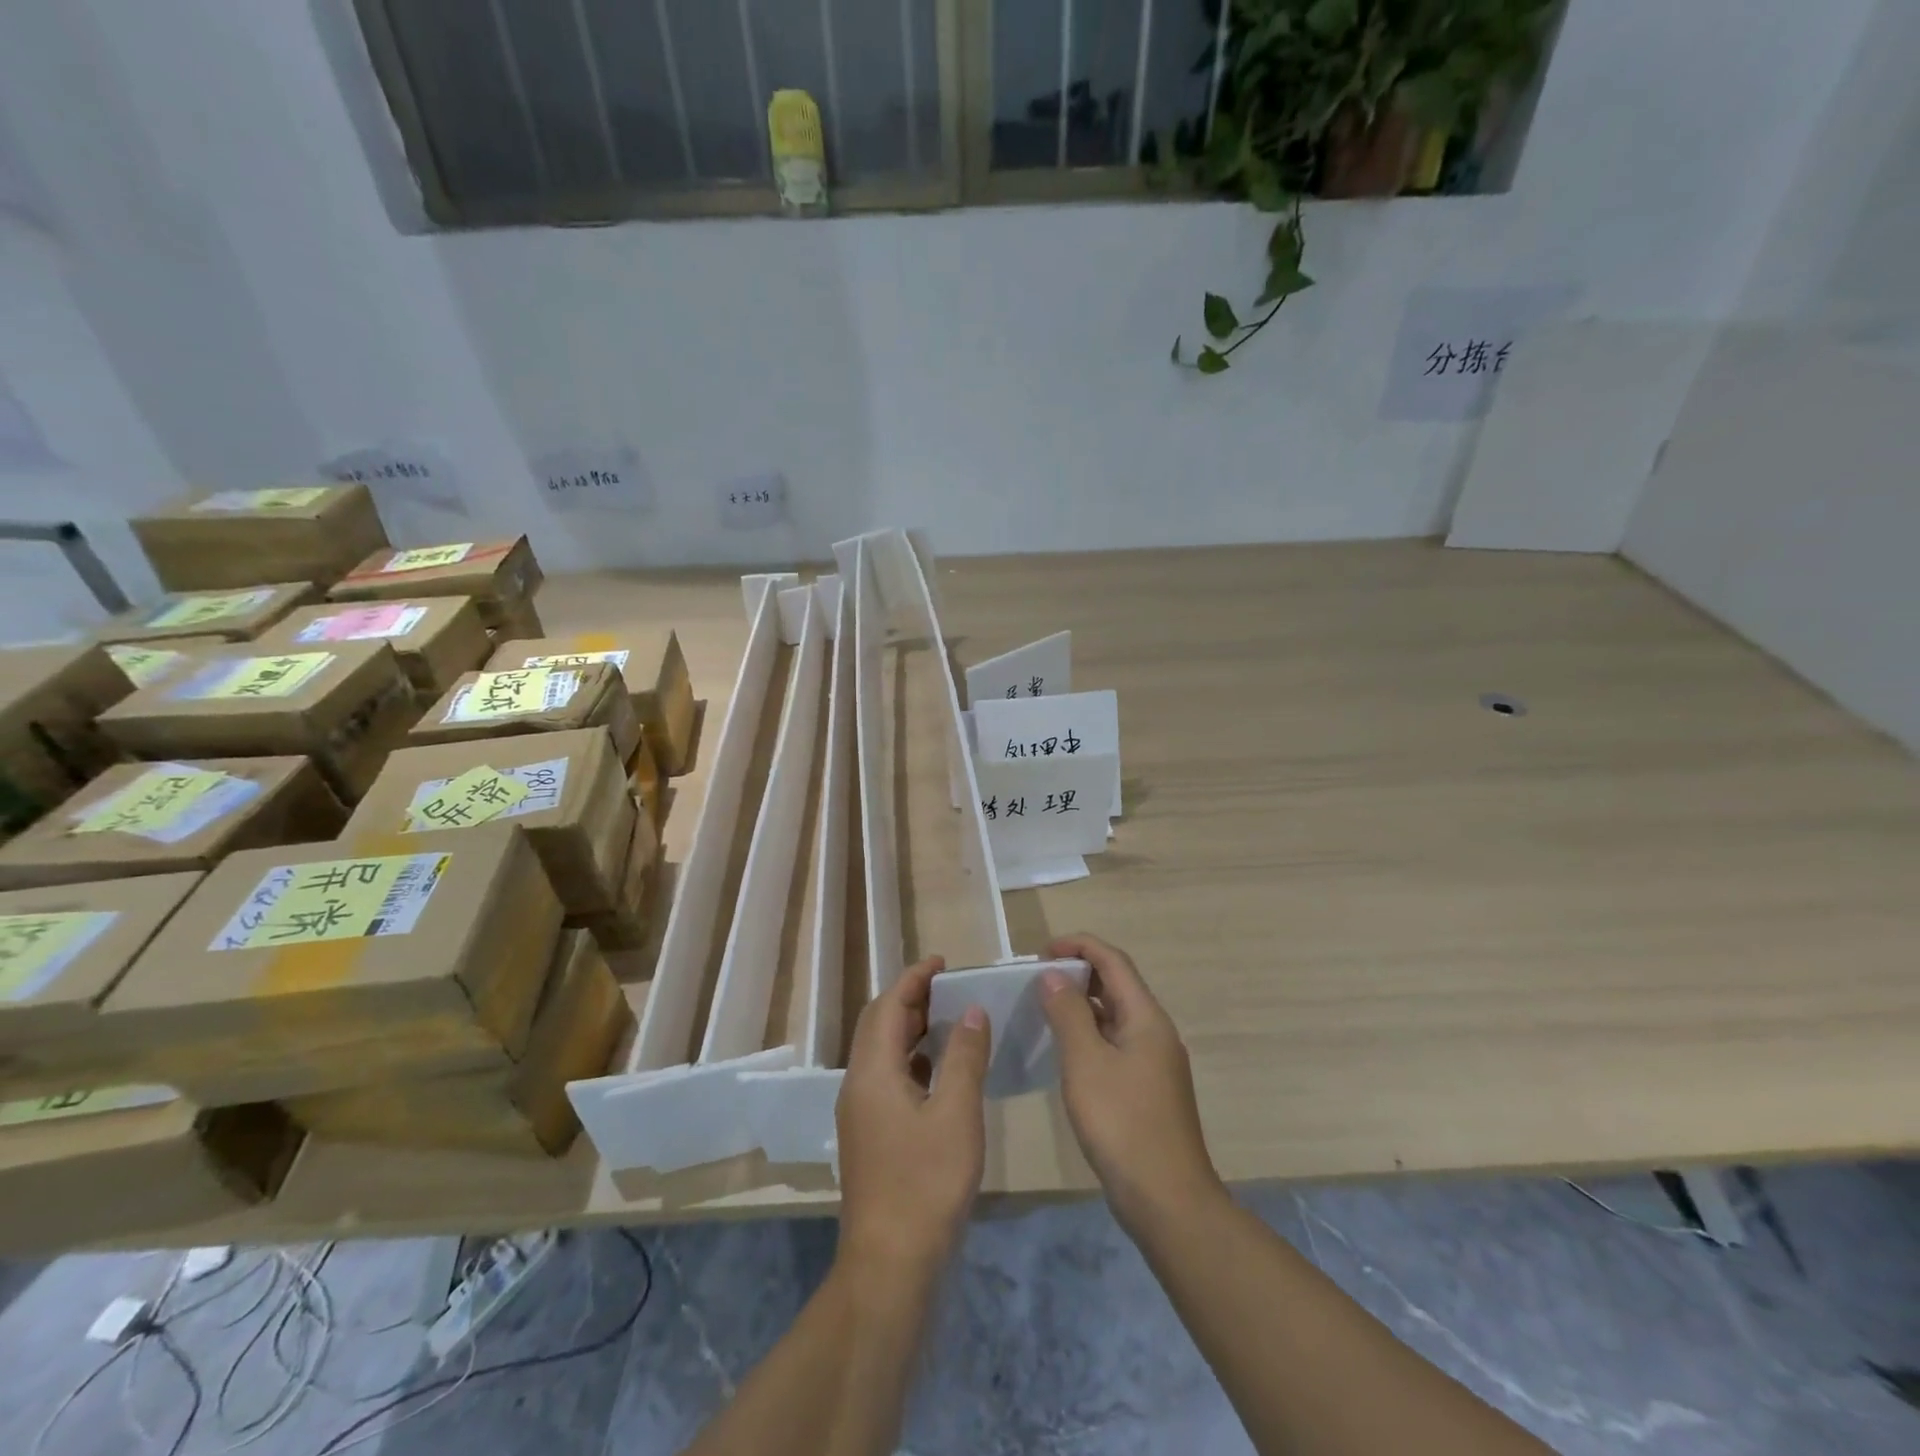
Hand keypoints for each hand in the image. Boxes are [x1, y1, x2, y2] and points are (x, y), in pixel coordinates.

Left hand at [836, 956, 991, 1278]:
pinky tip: (940, 1072)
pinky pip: (888, 1079)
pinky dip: (912, 1061)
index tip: (942, 962)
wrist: (891, 1264)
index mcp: (872, 1072)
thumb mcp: (956, 1114)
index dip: (913, 978)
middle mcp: (858, 1085)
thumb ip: (964, 1057)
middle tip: (949, 988)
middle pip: (879, 1025)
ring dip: (911, 1030)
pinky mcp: (870, 1136)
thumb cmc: (926, 1183)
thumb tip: (971, 1010)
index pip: (887, 1006)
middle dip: (911, 1000)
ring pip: (882, 1054)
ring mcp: (860, 1113)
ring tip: (950, 1021)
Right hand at [1042, 933, 1221, 1233]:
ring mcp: (1154, 1062)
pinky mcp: (1147, 1088)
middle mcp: (1155, 1032)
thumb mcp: (1086, 1063)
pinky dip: (1089, 1034)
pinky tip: (1065, 1051)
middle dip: (1078, 972)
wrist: (1167, 1200)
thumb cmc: (1123, 1123)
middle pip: (1117, 984)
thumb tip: (1053, 975)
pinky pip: (1115, 1043)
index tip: (1041, 952)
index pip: (1113, 961)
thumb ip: (1068, 1013)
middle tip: (1037, 979)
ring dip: (1082, 1004)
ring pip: (1115, 1016)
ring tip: (1044, 1008)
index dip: (1079, 946)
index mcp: (1146, 1017)